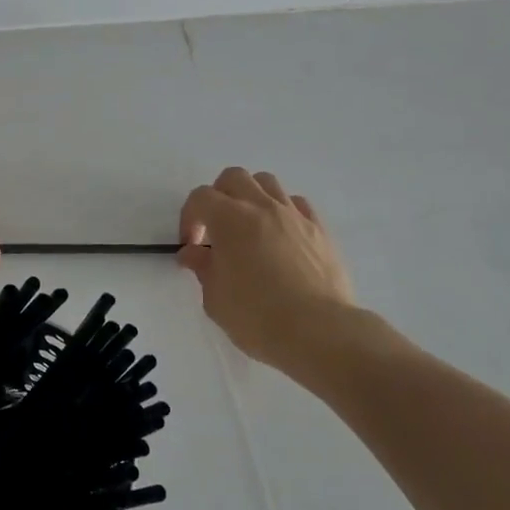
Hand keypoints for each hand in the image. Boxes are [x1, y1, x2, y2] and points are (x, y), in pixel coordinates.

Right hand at [178, 168, 355, 368]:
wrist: (319, 332)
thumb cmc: (258, 317)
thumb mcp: (216, 299)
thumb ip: (203, 268)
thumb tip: (194, 253)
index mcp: (230, 219)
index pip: (200, 197)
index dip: (189, 218)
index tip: (192, 246)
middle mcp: (262, 207)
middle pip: (234, 177)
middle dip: (219, 197)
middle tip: (217, 228)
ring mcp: (294, 215)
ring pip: (268, 183)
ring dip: (251, 197)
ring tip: (250, 227)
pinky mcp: (320, 229)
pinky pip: (297, 204)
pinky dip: (283, 211)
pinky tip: (281, 236)